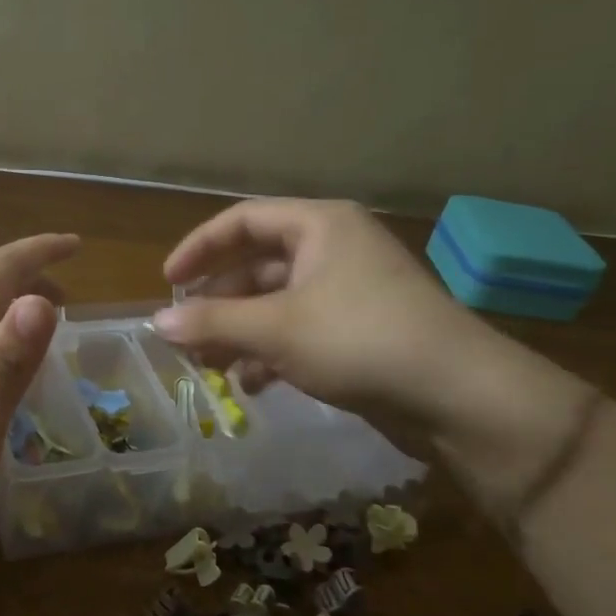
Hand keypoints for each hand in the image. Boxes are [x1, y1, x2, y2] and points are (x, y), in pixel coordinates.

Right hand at [154, 199, 592, 511]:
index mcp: (320, 227)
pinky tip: (253, 385)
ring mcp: (350, 293)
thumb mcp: (276, 328)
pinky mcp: (360, 333)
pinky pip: (300, 333)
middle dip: (219, 303)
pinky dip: (271, 354)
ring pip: (277, 304)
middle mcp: (335, 250)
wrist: (457, 396)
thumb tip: (157, 322)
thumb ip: (212, 322)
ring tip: (210, 367)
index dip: (200, 247)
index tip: (168, 282)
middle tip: (186, 335)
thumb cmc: (360, 340)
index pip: (244, 220)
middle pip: (258, 265)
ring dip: (240, 333)